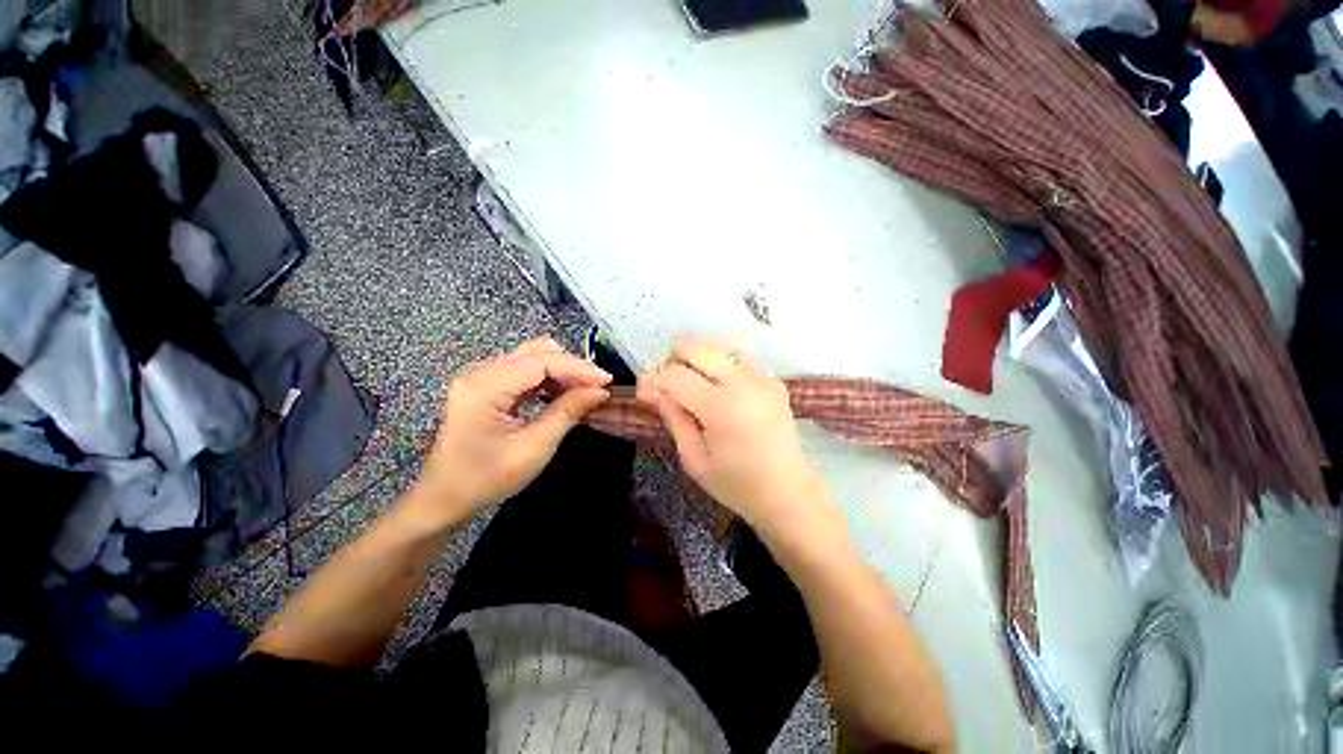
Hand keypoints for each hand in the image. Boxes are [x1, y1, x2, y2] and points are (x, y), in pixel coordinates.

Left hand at [413, 338, 611, 526]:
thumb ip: (568, 412)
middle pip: (535, 352)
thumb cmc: (486, 479)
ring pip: (531, 357)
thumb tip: (599, 391)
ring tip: (584, 391)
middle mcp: (479, 372)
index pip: (540, 362)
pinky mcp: (485, 385)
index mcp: (484, 388)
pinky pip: (524, 370)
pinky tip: (561, 393)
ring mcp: (480, 377)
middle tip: (596, 387)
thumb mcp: (534, 448)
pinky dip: (548, 378)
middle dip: (571, 366)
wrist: (443, 498)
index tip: (606, 381)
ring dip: (561, 371)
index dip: (577, 368)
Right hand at [636, 336, 839, 542]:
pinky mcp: (773, 380)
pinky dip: (720, 363)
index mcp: (721, 407)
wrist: (788, 493)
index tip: (644, 391)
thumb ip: (673, 417)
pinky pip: (739, 357)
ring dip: (697, 358)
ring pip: (718, 345)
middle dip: (673, 360)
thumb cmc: (737, 485)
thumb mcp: (694, 459)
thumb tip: (651, 389)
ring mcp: (762, 378)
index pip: (675, 375)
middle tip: (668, 386)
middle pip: (696, 347)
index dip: (654, 379)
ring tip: (692, 383)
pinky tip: (718, 387)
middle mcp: (743, 383)